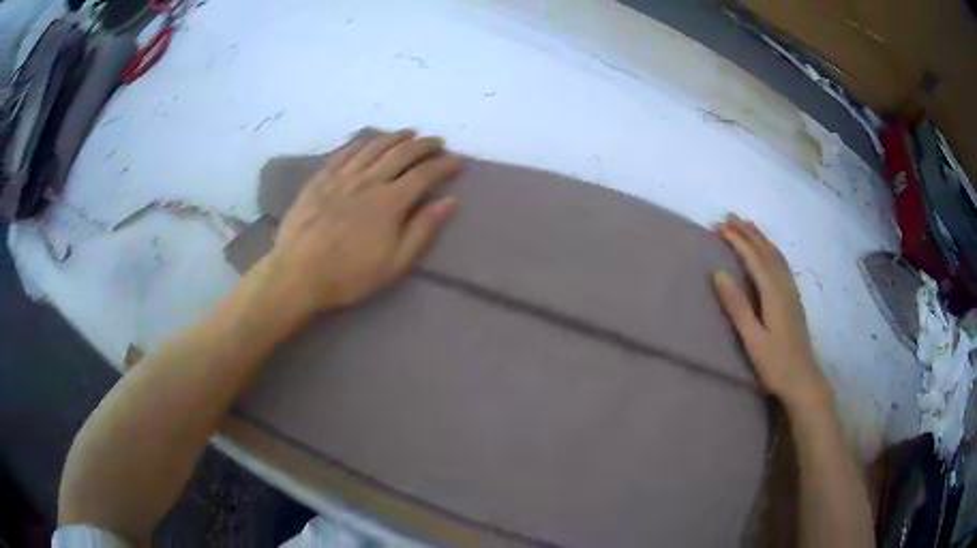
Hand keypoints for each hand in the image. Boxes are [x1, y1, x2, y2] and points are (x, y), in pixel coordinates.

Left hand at [254, 129, 461, 317]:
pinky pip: (345, 151)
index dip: (443, 164)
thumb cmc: (349, 275)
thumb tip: (450, 201)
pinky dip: (362, 141)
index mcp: (390, 202)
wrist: (297, 273)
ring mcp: (342, 176)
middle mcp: (369, 180)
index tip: (456, 162)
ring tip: (409, 134)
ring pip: (374, 146)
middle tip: (436, 142)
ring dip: (396, 137)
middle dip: (424, 144)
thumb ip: (422, 230)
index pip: (424, 174)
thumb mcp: (394, 263)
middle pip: (401, 153)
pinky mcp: (321, 178)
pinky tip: (369, 140)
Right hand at [713, 215, 830, 407]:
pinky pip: (782, 264)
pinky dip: (771, 250)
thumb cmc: (775, 364)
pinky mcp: (794, 299)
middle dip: (748, 233)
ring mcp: (792, 292)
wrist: (803, 379)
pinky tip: (769, 251)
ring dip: (760, 238)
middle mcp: (784, 286)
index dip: (737, 241)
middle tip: (729, 217)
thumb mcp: (752, 339)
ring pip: (776, 255)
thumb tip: (719, 274)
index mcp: (773, 294)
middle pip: (766, 252)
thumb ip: (737, 306)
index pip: (754, 258)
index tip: (719, 226)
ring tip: (746, 225)